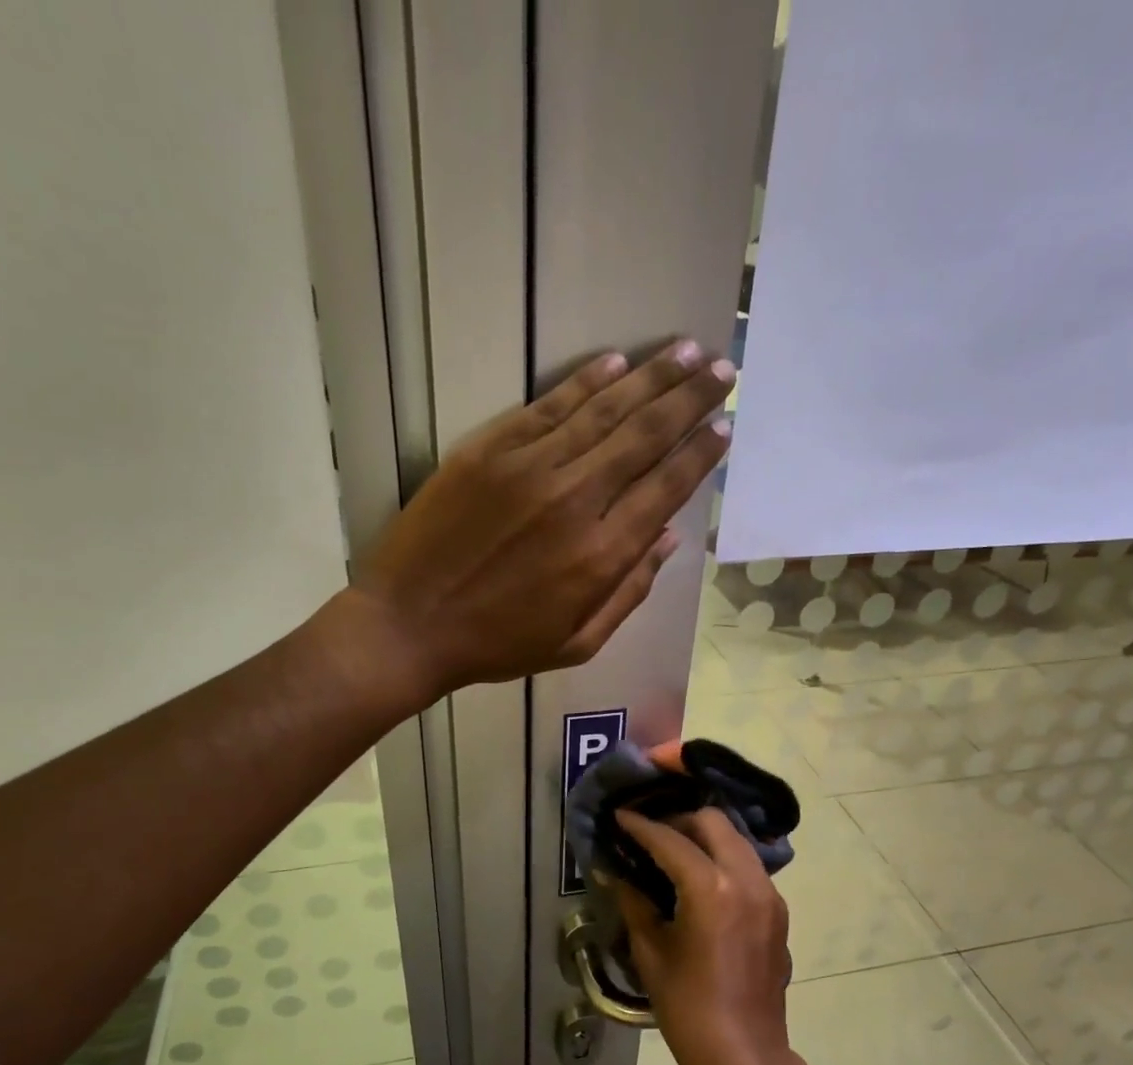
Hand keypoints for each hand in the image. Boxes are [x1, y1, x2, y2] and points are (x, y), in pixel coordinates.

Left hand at [352, 341, 733, 698]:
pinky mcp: (488, 450)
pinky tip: (615, 363)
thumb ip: (629, 592)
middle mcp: (575, 500)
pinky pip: (548, 406)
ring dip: (650, 378)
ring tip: (685, 350)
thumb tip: (668, 537)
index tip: (725, 423)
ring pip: (604, 410)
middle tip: (722, 368)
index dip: (700, 452)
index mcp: (601, 555)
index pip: (666, 487)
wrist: (408, 626)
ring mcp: (529, 468)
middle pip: (645, 436)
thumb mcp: (576, 644)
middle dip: (690, 398)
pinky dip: (585, 382)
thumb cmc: (496, 645)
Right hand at [612, 808, 797, 1064]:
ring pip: (737, 841)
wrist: (744, 1054)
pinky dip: (723, 859)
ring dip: (705, 837)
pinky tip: (701, 881)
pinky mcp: (778, 911)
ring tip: (674, 853)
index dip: (642, 826)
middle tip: (651, 834)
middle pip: (714, 823)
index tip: (621, 816)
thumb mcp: (652, 952)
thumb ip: (634, 902)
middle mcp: (748, 880)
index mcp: (712, 889)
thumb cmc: (688, 1008)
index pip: (671, 840)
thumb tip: (614, 871)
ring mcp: (770, 895)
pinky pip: (749, 867)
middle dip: (680, 820)